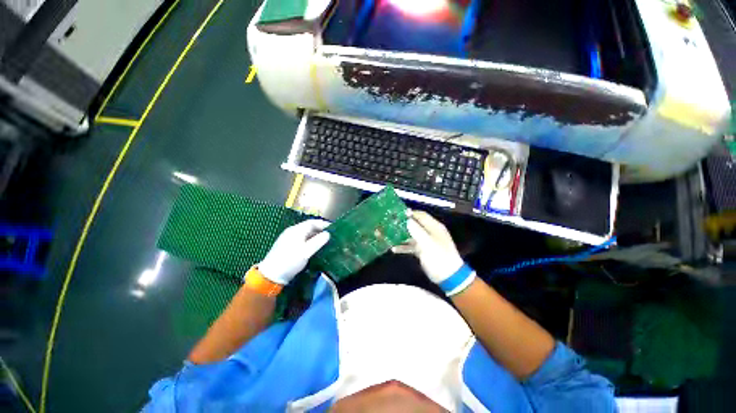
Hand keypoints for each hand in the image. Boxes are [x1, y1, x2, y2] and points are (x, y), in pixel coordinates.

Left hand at [259, 220, 330, 284]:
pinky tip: (313, 247)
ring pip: (305, 233)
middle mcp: (292, 231)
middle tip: (331, 236)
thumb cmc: (290, 261)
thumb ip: (318, 241)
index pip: (312, 222)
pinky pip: (301, 239)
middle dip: (320, 230)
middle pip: (309, 227)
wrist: (271, 275)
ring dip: (315, 236)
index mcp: (296, 230)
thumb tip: (328, 234)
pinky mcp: (286, 245)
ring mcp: (288, 238)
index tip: (333, 228)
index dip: (323, 224)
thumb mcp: (306, 251)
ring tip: (324, 241)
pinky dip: (309, 240)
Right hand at [393, 211, 464, 284]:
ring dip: (402, 236)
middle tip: (390, 224)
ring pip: (412, 235)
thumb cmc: (439, 257)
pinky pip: (411, 246)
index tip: (397, 214)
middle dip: (403, 224)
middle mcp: (430, 232)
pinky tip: (394, 249)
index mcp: (434, 227)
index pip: (421, 215)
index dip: (410, 213)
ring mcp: (427, 242)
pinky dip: (404, 247)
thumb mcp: (427, 243)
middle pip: (415, 224)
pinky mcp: (423, 251)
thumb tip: (407, 220)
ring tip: (389, 235)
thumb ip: (416, 230)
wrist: (448, 277)